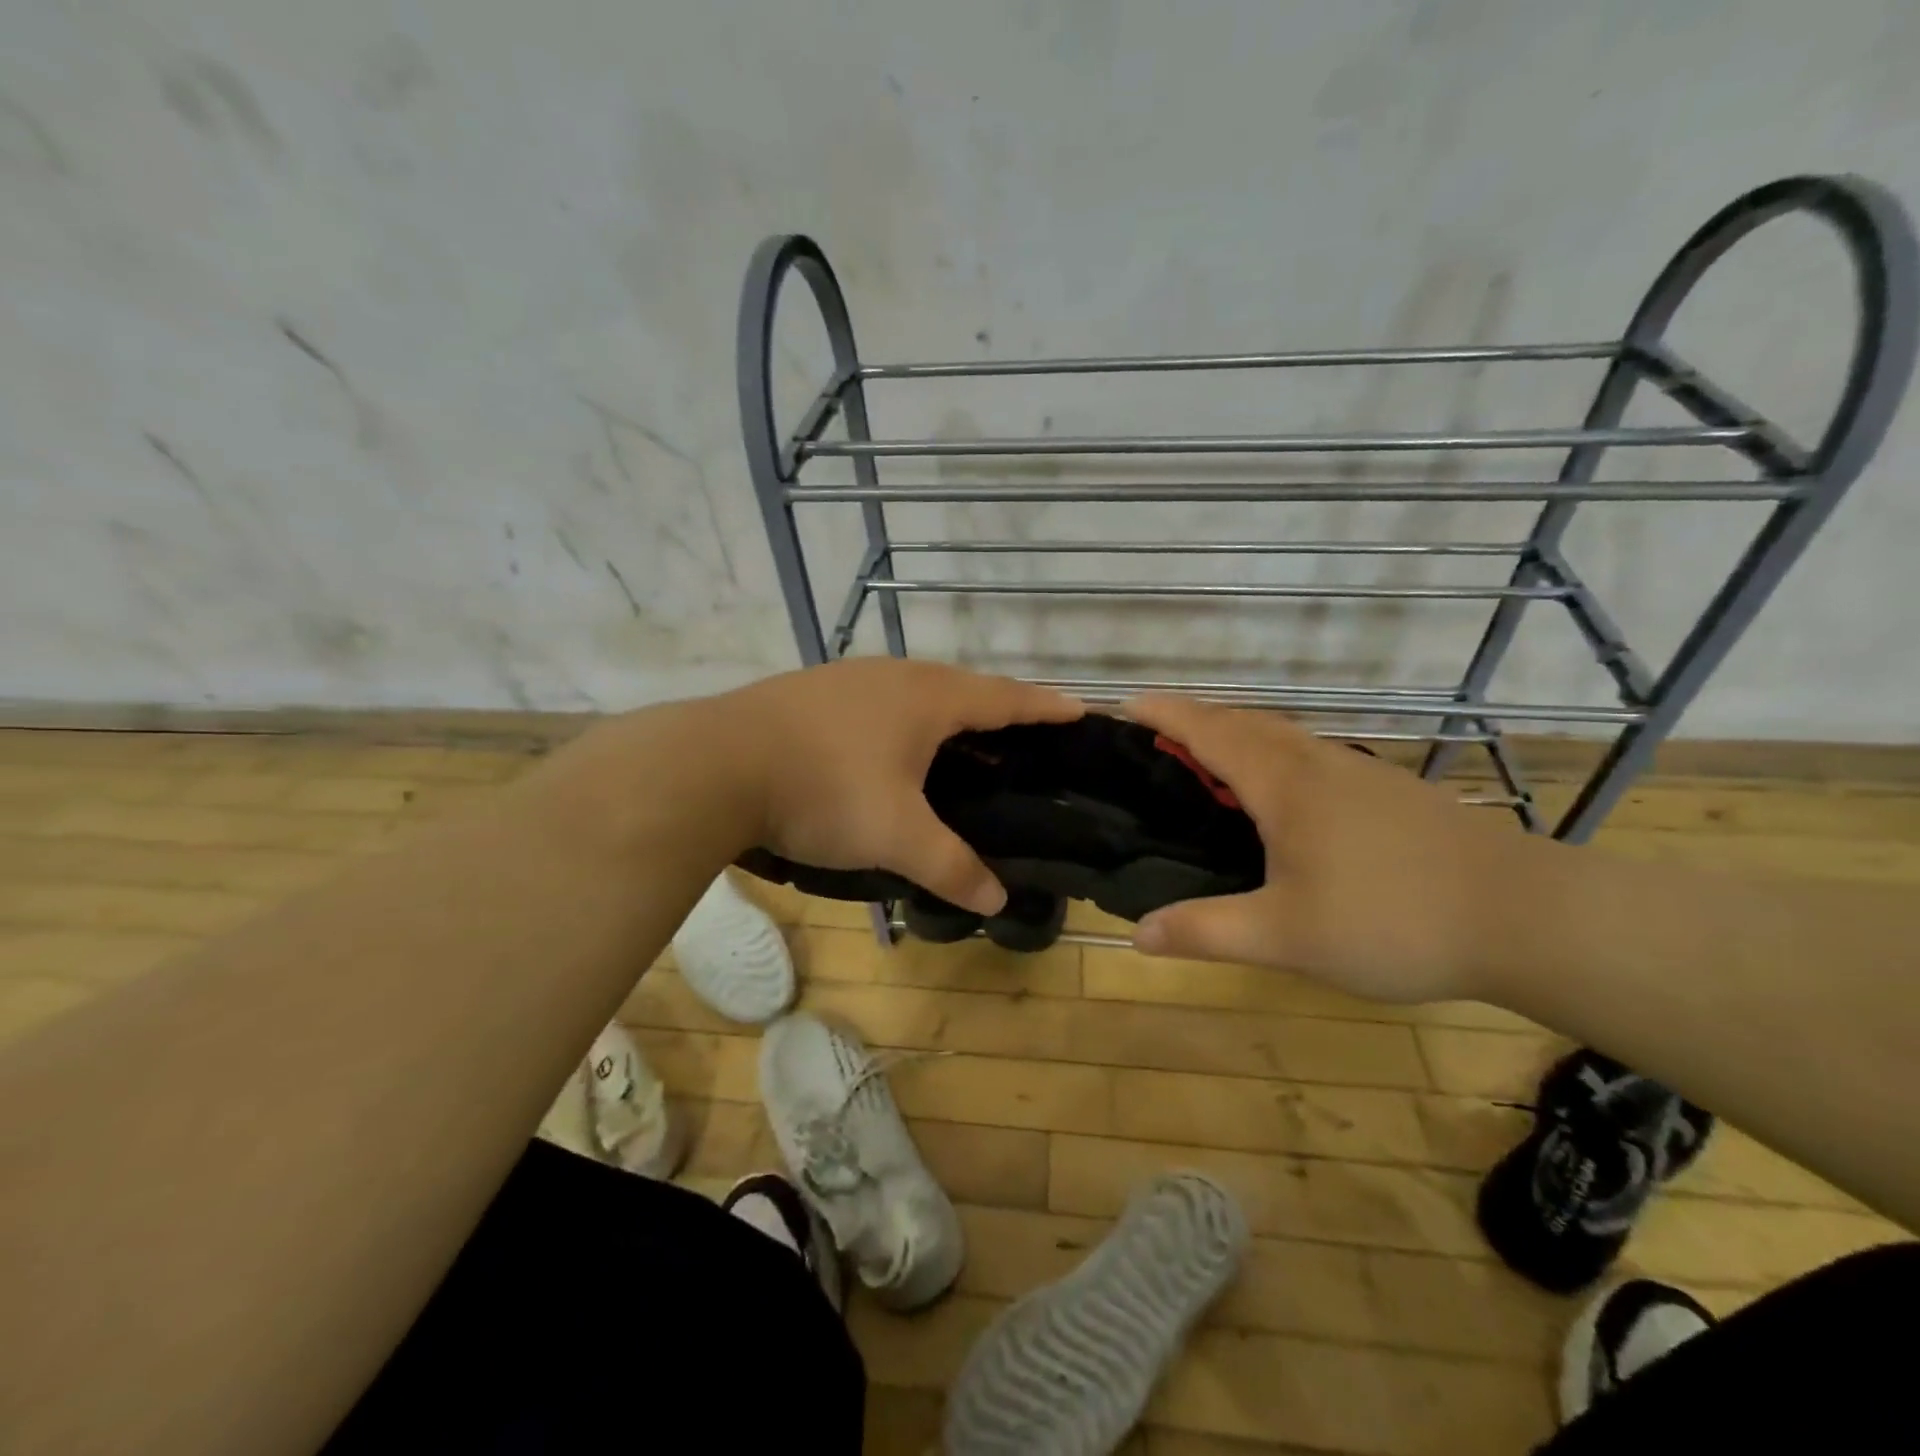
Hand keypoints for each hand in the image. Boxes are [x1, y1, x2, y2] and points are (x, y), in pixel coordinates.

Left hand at [727, 659, 1083, 914]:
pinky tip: (891, 749)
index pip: (1006, 698)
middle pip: (964, 687)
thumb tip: (998, 900)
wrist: (716, 762)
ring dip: (948, 713)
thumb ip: (951, 867)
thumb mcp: (895, 836)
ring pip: (917, 690)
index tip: (1081, 710)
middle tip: (1025, 739)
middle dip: (999, 709)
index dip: (1045, 707)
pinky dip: (905, 720)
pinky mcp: (814, 691)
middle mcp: (895, 675)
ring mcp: (850, 678)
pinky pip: (881, 700)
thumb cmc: (824, 789)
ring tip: (964, 746)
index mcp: (929, 698)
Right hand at [1125, 694, 1537, 1003]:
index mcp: (1284, 784)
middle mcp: (1318, 764)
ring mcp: (1359, 774)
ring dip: (1237, 733)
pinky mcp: (1389, 793)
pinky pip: (1310, 755)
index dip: (1165, 714)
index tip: (1126, 704)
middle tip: (1157, 734)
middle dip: (1195, 718)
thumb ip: (1207, 932)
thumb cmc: (1393, 919)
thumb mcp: (1287, 937)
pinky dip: (1273, 754)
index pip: (1209, 732)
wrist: (1527, 917)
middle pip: (1245, 722)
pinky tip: (1282, 796)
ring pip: (1283, 735)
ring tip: (1208, 759)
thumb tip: (1136, 935)